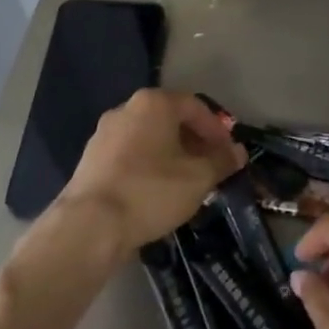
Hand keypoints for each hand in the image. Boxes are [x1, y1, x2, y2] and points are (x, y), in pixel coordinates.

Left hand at [59, 89, 243, 251]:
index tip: (229, 153)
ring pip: (149, 137)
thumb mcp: (198, 178)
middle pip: (170, 119)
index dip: (217, 129)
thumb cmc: (151, 191)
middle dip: (194, 141)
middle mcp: (126, 109)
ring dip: (172, 154)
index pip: (195, 106)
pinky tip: (157, 191)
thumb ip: (221, 161)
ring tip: (186, 181)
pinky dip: (149, 165)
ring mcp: (104, 133)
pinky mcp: (91, 159)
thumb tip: (238, 152)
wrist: (90, 225)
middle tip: (210, 167)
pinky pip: (130, 154)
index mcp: (154, 103)